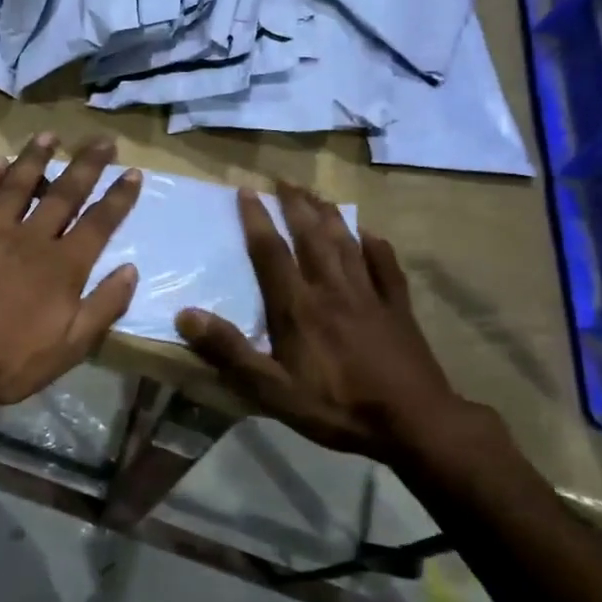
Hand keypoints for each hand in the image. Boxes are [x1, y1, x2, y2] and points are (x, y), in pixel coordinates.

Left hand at [0, 133, 142, 416]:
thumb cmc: (11, 360)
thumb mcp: (71, 346)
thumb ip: (104, 306)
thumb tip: (131, 269)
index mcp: (63, 265)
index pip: (99, 222)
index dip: (119, 196)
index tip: (132, 171)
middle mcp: (31, 238)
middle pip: (65, 192)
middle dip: (87, 164)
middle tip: (102, 139)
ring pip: (18, 184)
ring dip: (37, 157)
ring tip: (50, 135)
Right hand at [176, 182, 507, 469]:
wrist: (414, 422)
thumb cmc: (337, 407)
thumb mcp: (273, 390)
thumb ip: (230, 351)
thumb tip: (186, 314)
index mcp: (299, 306)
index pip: (271, 252)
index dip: (256, 219)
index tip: (246, 190)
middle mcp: (332, 288)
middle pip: (311, 236)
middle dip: (295, 205)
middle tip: (283, 180)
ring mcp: (369, 294)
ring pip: (346, 242)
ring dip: (329, 215)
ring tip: (316, 195)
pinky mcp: (398, 307)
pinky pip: (385, 266)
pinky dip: (375, 245)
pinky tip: (369, 233)